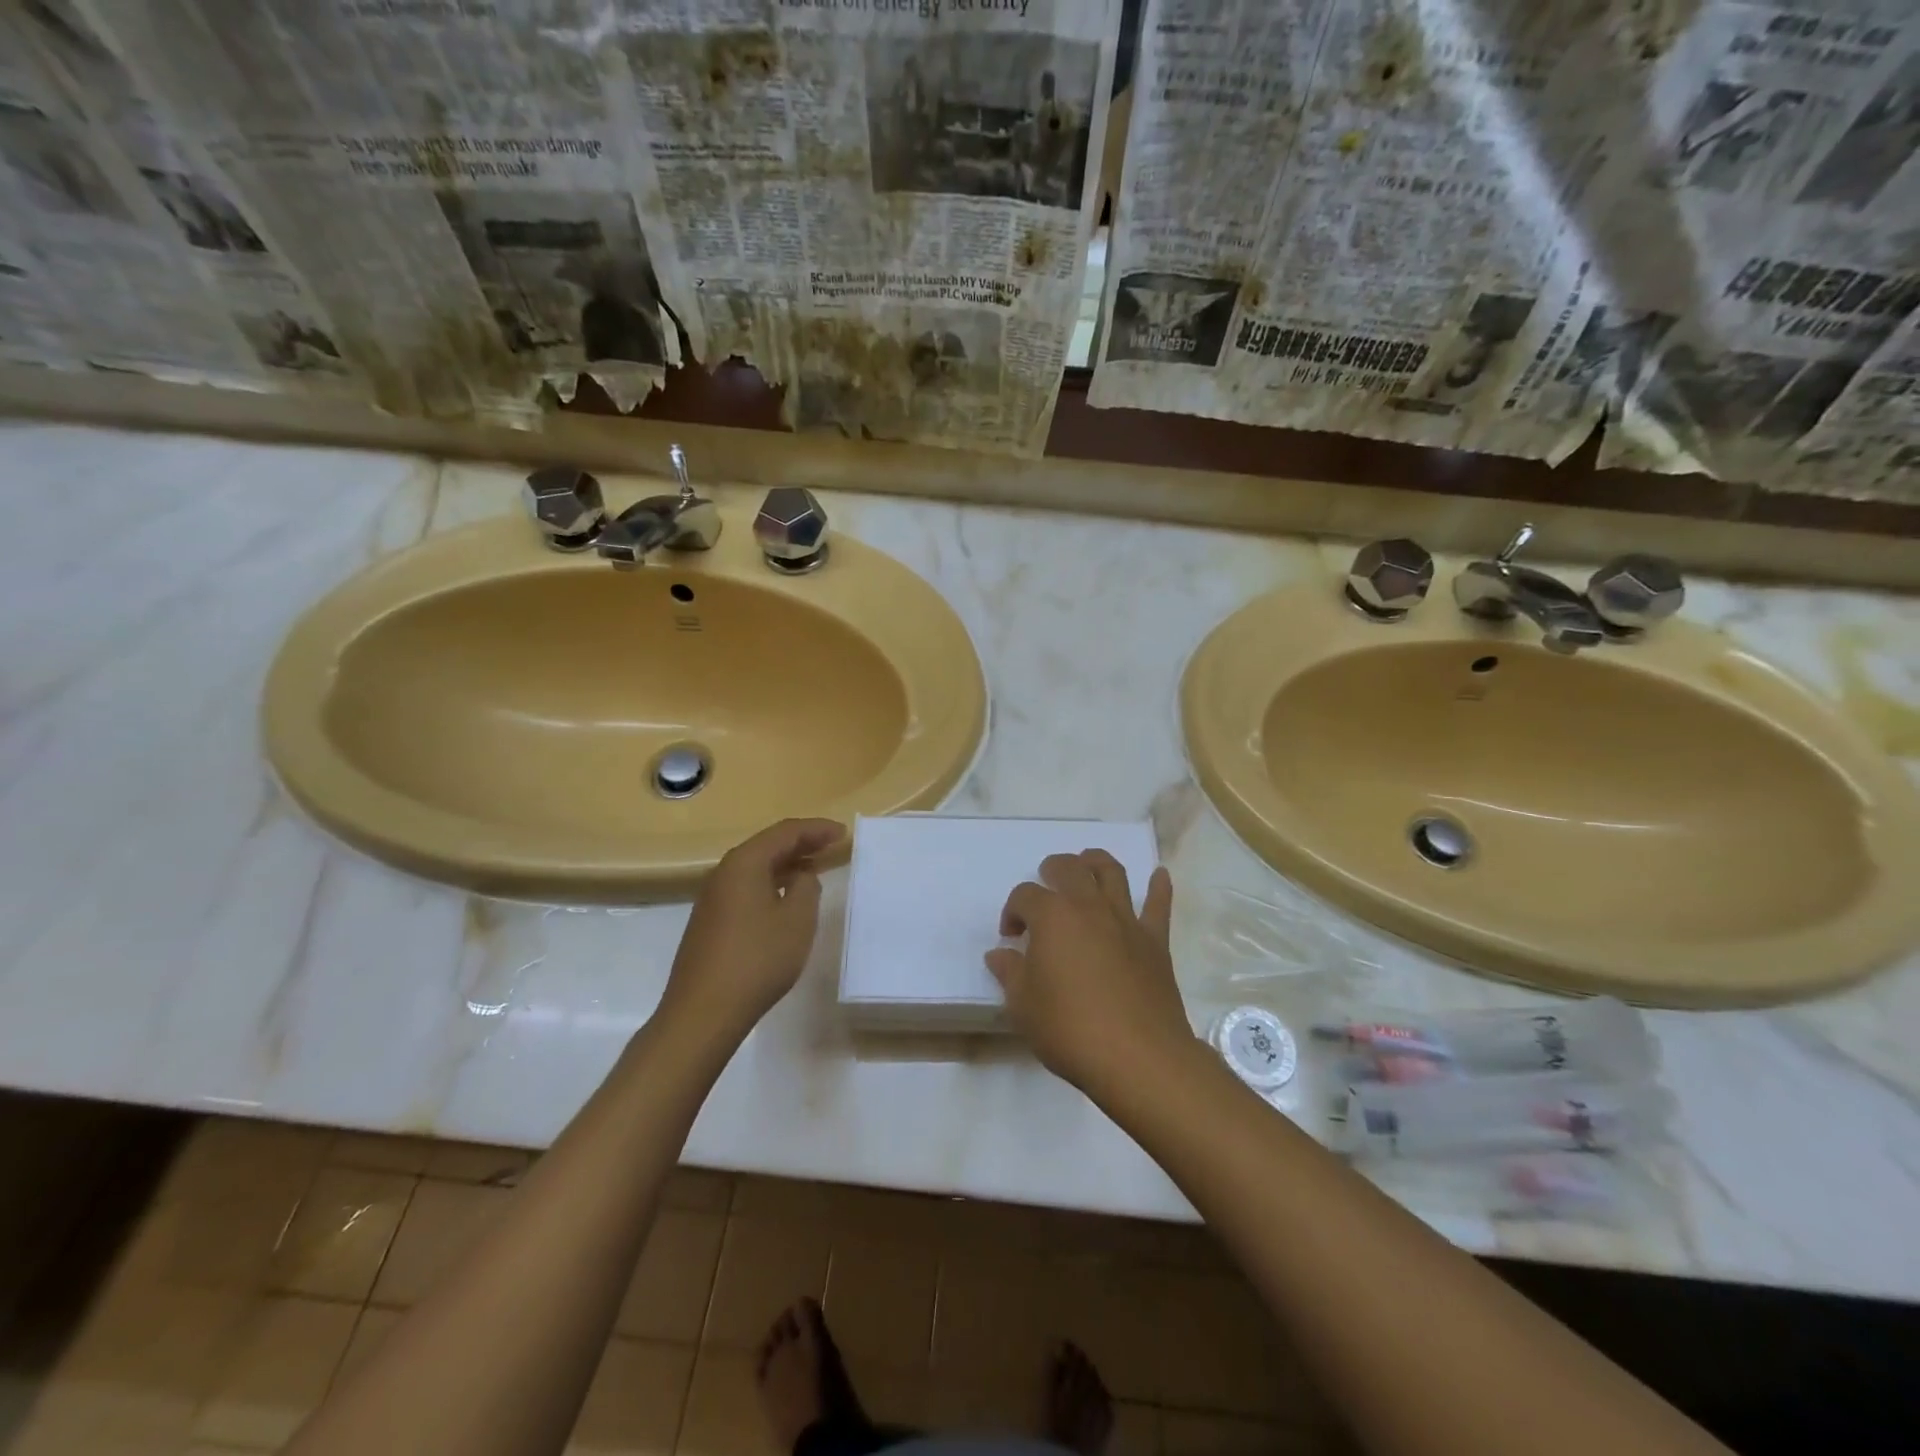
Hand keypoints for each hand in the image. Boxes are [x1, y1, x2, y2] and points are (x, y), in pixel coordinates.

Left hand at [663, 818, 844, 1040]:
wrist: (703, 1012)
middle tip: (832, 846)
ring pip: (756, 868)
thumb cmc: (757, 960)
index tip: (843, 833)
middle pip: (767, 846)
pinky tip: (786, 899)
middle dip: (801, 843)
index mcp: (744, 863)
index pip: (786, 832)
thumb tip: (800, 876)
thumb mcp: (796, 920)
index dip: (816, 829)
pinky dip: (771, 884)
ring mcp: (713, 898)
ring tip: (814, 869)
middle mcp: (724, 872)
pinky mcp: (710, 921)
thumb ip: (806, 887)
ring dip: (786, 865)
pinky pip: (746, 888)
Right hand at [987, 850, 1192, 1092]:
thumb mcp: (1023, 1006)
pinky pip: (1159, 904)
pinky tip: (1159, 875)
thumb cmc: (1070, 1029)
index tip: (1010, 937)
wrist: (1138, 1057)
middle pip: (1069, 868)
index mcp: (1052, 917)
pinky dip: (1159, 887)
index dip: (1012, 911)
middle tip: (1045, 886)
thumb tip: (999, 954)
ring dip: (1096, 862)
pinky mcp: (1155, 940)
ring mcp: (1126, 920)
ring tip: (1087, 864)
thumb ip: (1010, 974)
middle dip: (1052, 870)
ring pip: (1112, 872)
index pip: (1024, 895)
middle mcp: (1088, 906)